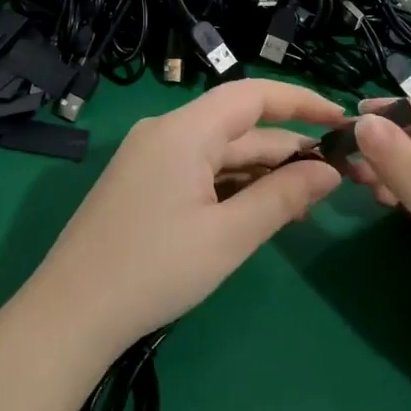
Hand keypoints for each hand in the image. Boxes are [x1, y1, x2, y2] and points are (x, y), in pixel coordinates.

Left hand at [30, 79, 343, 356]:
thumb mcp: (228, 237)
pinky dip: (233, 186)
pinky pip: (199, 171)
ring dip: (262, 172)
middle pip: (239, 128)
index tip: (341, 119)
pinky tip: (260, 210)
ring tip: (306, 203)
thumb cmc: (154, 271)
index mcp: (184, 130)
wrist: (69, 315)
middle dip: (287, 150)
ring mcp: (150, 157)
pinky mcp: (142, 182)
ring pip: (220, 152)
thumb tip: (329, 171)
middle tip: (335, 178)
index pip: (253, 95)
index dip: (301, 101)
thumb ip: (283, 197)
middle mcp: (165, 131)